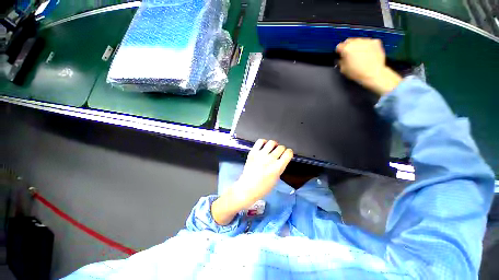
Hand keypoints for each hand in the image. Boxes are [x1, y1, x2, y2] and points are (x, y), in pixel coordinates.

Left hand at [211, 140, 292, 224]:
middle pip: (281, 147)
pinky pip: (260, 141)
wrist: (247, 188)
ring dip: (274, 145)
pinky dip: (264, 142)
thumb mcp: (276, 178)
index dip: (289, 152)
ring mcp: (261, 155)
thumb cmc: (263, 187)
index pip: (288, 153)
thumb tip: (282, 159)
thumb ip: (280, 167)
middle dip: (282, 149)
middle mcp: (270, 159)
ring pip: (272, 142)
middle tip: (279, 152)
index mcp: (277, 167)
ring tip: (272, 148)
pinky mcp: (253, 153)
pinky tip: (264, 145)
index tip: (288, 153)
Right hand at [336, 38, 401, 95]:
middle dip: (348, 46)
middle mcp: (356, 42)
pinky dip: (366, 46)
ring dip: (357, 46)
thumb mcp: (343, 69)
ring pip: (359, 40)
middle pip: (349, 41)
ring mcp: (367, 41)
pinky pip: (368, 42)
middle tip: (349, 54)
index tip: (340, 54)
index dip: (339, 51)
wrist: (373, 73)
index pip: (339, 46)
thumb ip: (340, 61)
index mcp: (347, 49)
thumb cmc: (358, 73)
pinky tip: (367, 53)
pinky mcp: (375, 42)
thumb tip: (340, 59)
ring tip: (359, 55)